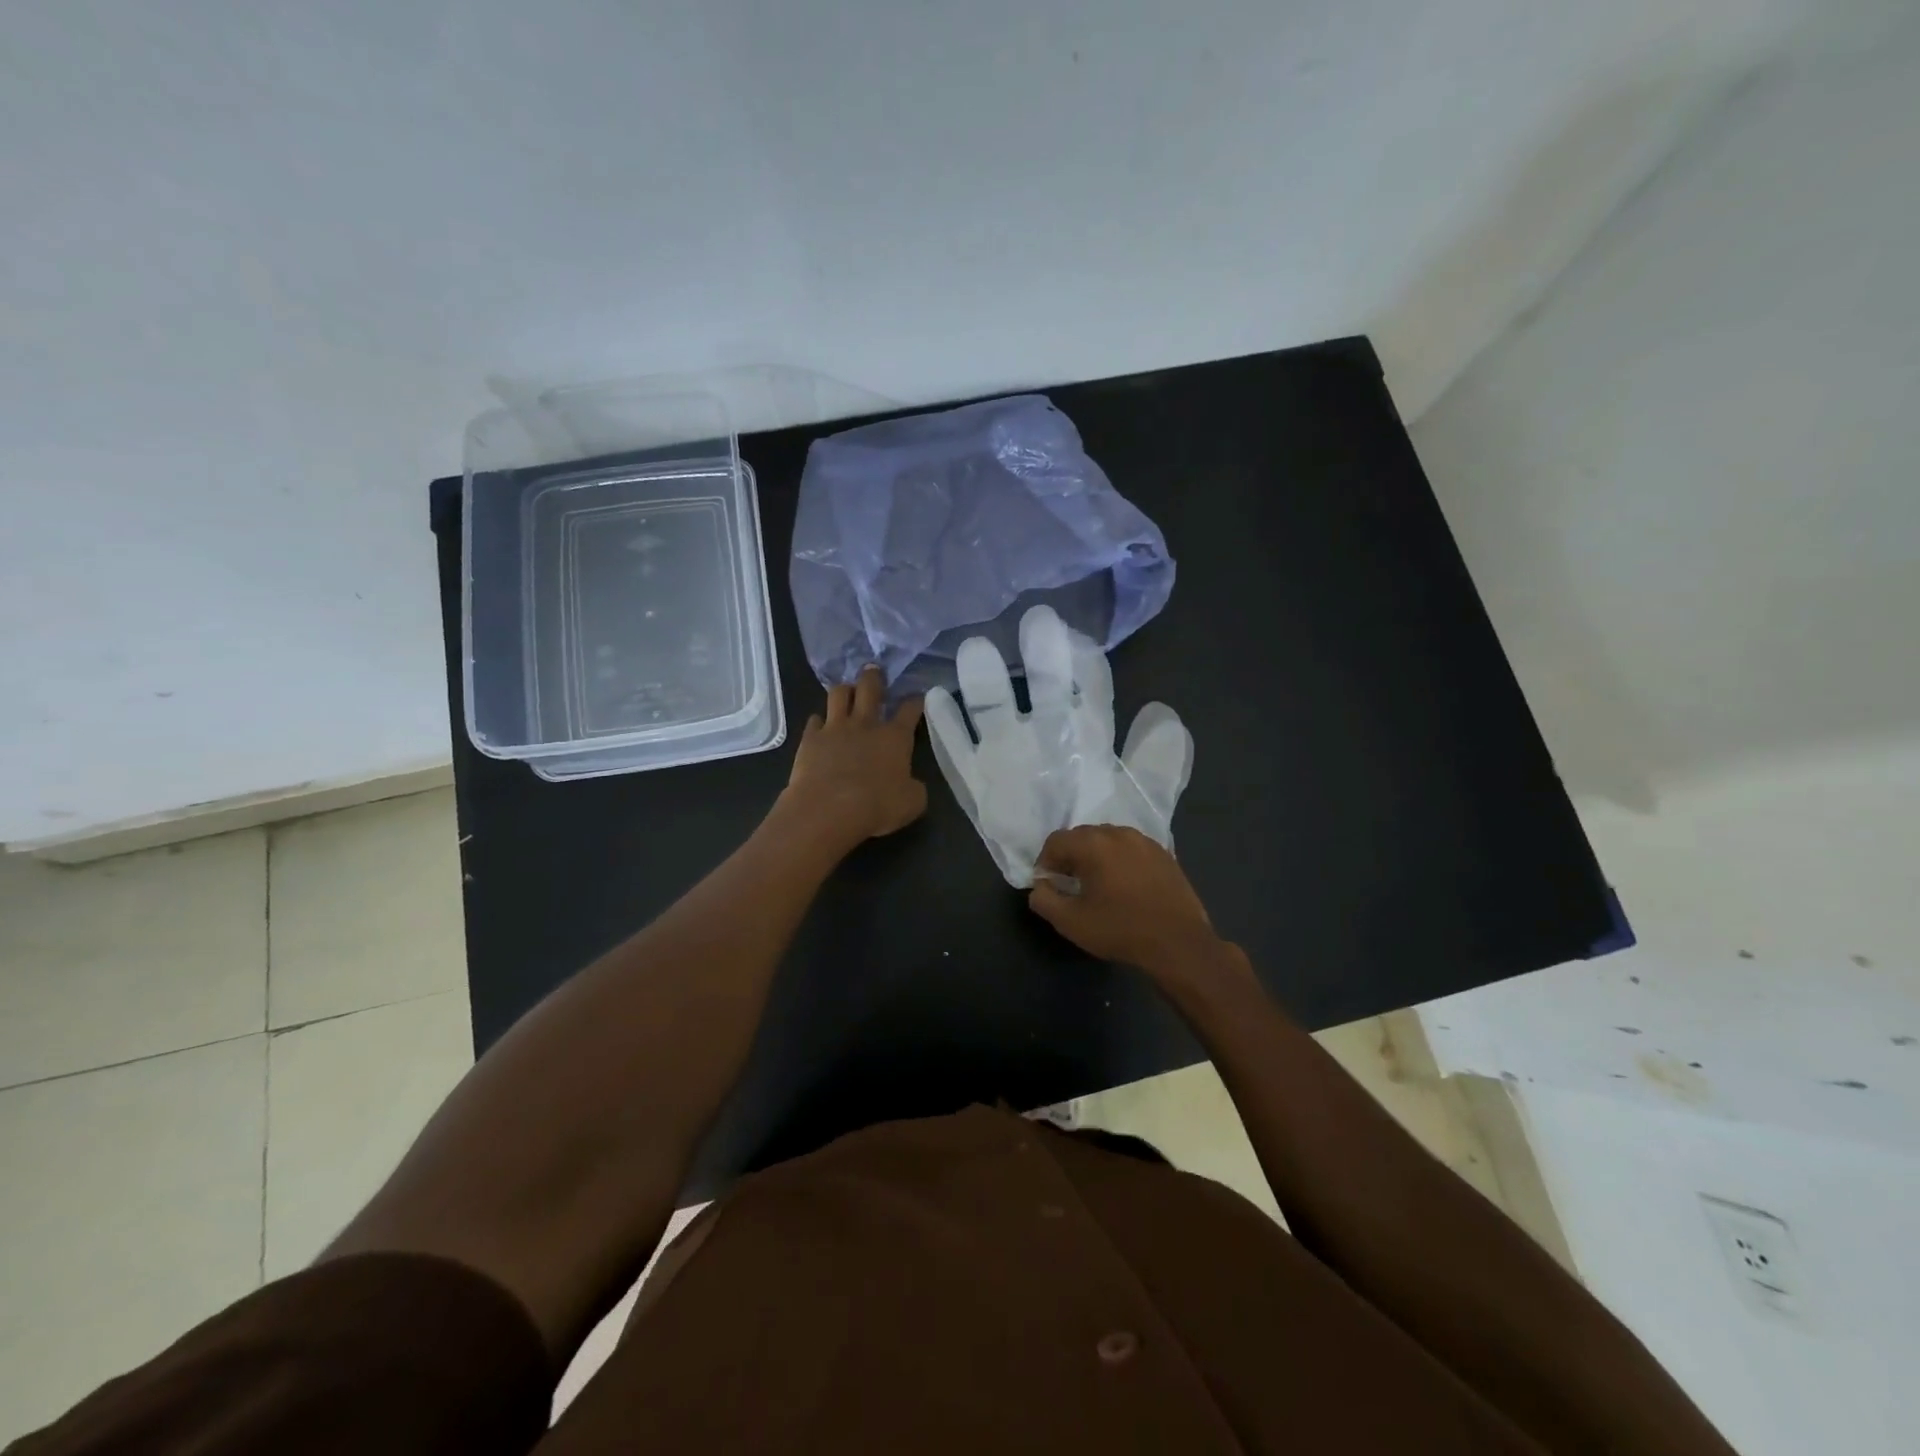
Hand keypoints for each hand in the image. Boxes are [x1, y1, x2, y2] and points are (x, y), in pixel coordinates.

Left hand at [780, 667, 927, 847]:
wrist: (828, 809)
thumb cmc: (877, 806)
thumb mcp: (912, 803)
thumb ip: (914, 788)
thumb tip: (911, 784)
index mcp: (895, 737)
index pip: (909, 709)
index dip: (915, 701)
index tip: (917, 696)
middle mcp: (865, 724)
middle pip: (870, 688)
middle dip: (874, 677)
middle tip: (874, 670)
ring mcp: (835, 728)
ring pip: (838, 695)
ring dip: (844, 690)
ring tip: (847, 690)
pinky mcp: (810, 739)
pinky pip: (813, 720)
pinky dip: (818, 721)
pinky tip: (819, 724)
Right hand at [1027, 825, 1229, 976]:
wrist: (1179, 943)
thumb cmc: (1120, 930)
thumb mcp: (1070, 922)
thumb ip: (1044, 899)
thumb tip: (1040, 886)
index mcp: (1093, 844)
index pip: (1056, 841)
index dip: (1045, 862)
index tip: (1049, 885)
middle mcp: (1118, 833)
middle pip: (1082, 836)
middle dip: (1070, 857)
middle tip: (1071, 885)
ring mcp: (1145, 841)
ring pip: (1108, 840)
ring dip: (1096, 856)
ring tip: (1099, 885)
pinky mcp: (1164, 854)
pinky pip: (1131, 849)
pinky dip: (1120, 860)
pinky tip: (1125, 886)